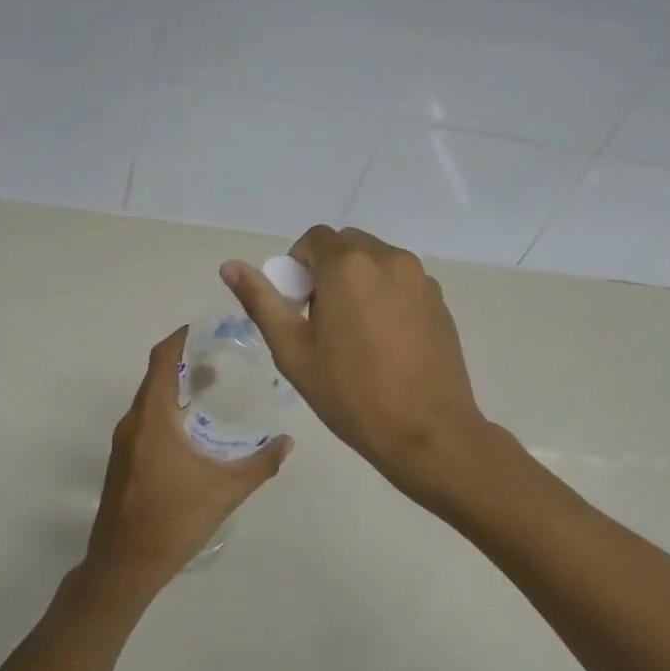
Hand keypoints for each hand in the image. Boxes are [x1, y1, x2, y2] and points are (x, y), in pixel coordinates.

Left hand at [83, 328, 291, 595]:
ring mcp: (123, 443)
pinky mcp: (121, 462)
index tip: (204, 328)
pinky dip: (167, 410)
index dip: (180, 338)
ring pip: (149, 401)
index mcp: (153, 420)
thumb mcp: (225, 491)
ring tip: (210, 387)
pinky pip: (144, 421)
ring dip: (176, 388)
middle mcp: (133, 423)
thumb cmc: (174, 521)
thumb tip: (287, 442)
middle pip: (155, 377)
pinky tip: (191, 429)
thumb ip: (260, 464)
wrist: (123, 566)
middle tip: (220, 357)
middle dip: (184, 362)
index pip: (162, 360)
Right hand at [223, 227, 489, 504]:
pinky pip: (402, 283)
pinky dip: (386, 297)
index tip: (298, 305)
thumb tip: (230, 266)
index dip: (297, 266)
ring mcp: (420, 279)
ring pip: (376, 263)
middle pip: (347, 246)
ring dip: (358, 283)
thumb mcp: (292, 350)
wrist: (426, 431)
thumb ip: (261, 301)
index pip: (314, 239)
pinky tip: (385, 343)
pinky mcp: (440, 301)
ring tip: (355, 335)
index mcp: (348, 265)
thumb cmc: (350, 392)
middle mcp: (389, 258)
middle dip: (328, 272)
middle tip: (322, 321)